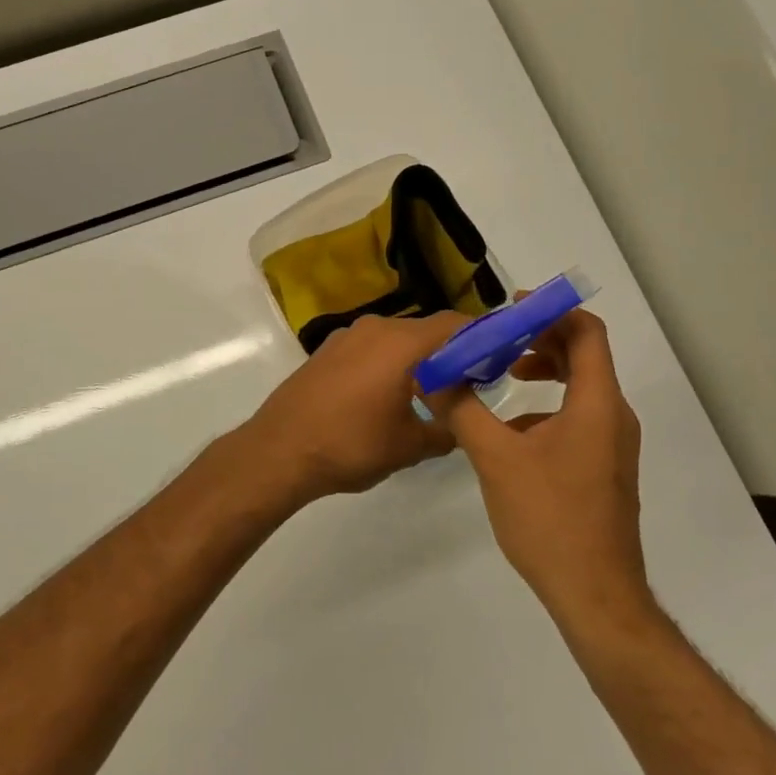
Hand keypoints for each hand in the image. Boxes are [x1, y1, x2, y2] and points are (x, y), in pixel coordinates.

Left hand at [234, 313, 466, 503]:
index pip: (453, 324)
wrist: (279, 450)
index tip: (496, 359)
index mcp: (401, 343)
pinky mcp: (327, 351)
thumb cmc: (350, 444)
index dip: (480, 337)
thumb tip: (460, 426)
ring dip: (417, 358)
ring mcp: (346, 337)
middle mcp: (375, 328)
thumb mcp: (409, 446)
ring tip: (429, 393)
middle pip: (425, 330)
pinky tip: (388, 395)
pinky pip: (370, 348)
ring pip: (396, 339)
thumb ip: (445, 432)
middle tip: (467, 383)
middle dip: (449, 352)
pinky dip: (388, 362)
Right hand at [426, 308, 652, 627]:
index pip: (587, 332)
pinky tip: (511, 431)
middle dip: (540, 339)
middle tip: (498, 340)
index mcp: (597, 403)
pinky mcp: (604, 468)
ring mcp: (612, 445)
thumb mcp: (495, 458)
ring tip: (502, 376)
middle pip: (584, 355)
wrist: (595, 596)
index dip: (552, 311)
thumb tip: (430, 373)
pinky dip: (547, 405)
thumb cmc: (549, 518)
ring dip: (544, 371)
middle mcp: (613, 416)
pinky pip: (579, 417)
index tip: (511, 310)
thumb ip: (462, 410)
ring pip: (581, 387)